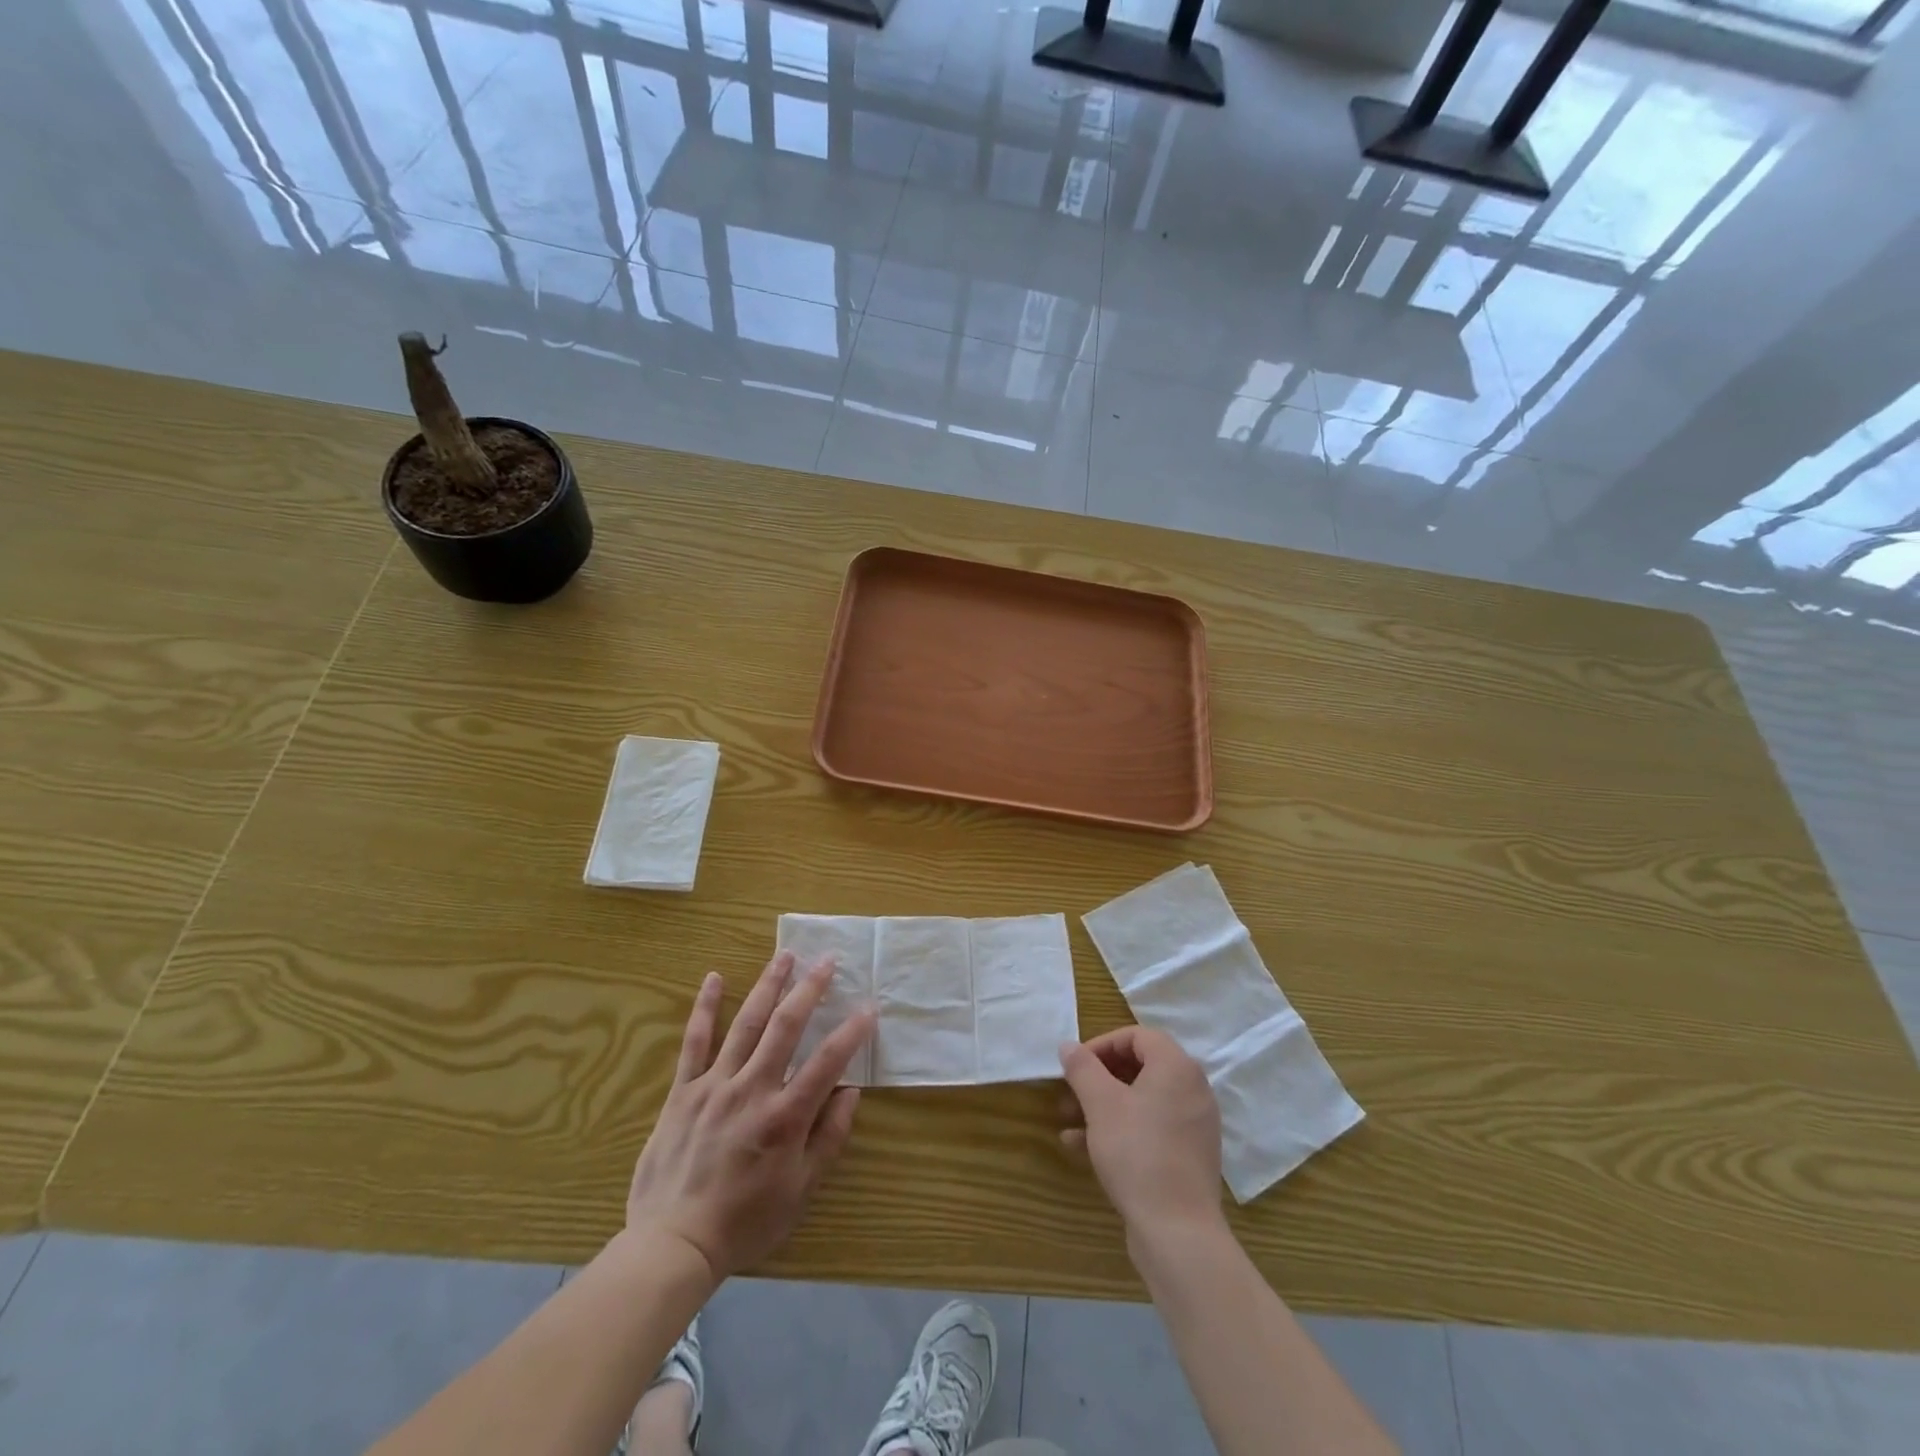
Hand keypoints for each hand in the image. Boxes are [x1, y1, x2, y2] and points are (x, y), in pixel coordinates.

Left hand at [626, 952, 875, 1283]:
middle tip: (828, 959)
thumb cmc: (745, 1222)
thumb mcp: (800, 1191)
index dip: (853, 1031)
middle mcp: (752, 1089)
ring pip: (746, 1023)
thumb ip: (828, 1138)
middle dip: (810, 989)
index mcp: (785, 1117)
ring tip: (785, 955)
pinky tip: (714, 978)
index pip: (828, 1061)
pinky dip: (705, 1008)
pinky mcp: (682, 1091)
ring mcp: (714, 1085)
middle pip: (786, 1027)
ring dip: (768, 985)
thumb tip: (851, 1092)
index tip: (870, 1006)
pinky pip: (694, 1042)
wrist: (672, 1245)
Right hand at [1059, 1027, 1223, 1238]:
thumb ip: (1082, 1068)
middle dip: (1098, 1078)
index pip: (1137, 1036)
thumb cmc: (1138, 1153)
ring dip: (1102, 1106)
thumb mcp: (1101, 1104)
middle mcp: (1192, 1090)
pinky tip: (1082, 1148)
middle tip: (1069, 1093)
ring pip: (1141, 1101)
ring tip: (1068, 1122)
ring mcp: (1193, 1125)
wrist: (1178, 1233)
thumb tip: (1068, 1046)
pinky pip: (1150, 1129)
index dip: (1101, 1044)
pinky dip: (1119, 1130)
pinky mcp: (1188, 1157)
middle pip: (1139, 1067)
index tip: (1075, 1065)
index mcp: (1177, 1067)